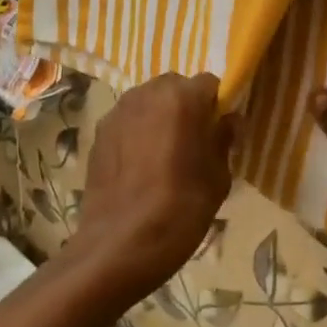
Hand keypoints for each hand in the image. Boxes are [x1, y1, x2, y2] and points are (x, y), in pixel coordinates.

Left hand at [65, 73, 237, 295]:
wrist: (122, 243)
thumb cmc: (181, 208)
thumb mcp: (218, 177)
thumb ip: (224, 140)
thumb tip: (229, 121)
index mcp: (182, 98)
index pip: (209, 84)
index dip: (217, 104)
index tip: (220, 130)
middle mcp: (146, 93)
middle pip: (174, 87)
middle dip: (186, 106)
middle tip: (193, 141)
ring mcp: (117, 112)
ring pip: (147, 102)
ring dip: (159, 117)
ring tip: (164, 154)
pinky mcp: (98, 133)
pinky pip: (126, 121)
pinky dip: (136, 132)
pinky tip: (140, 166)